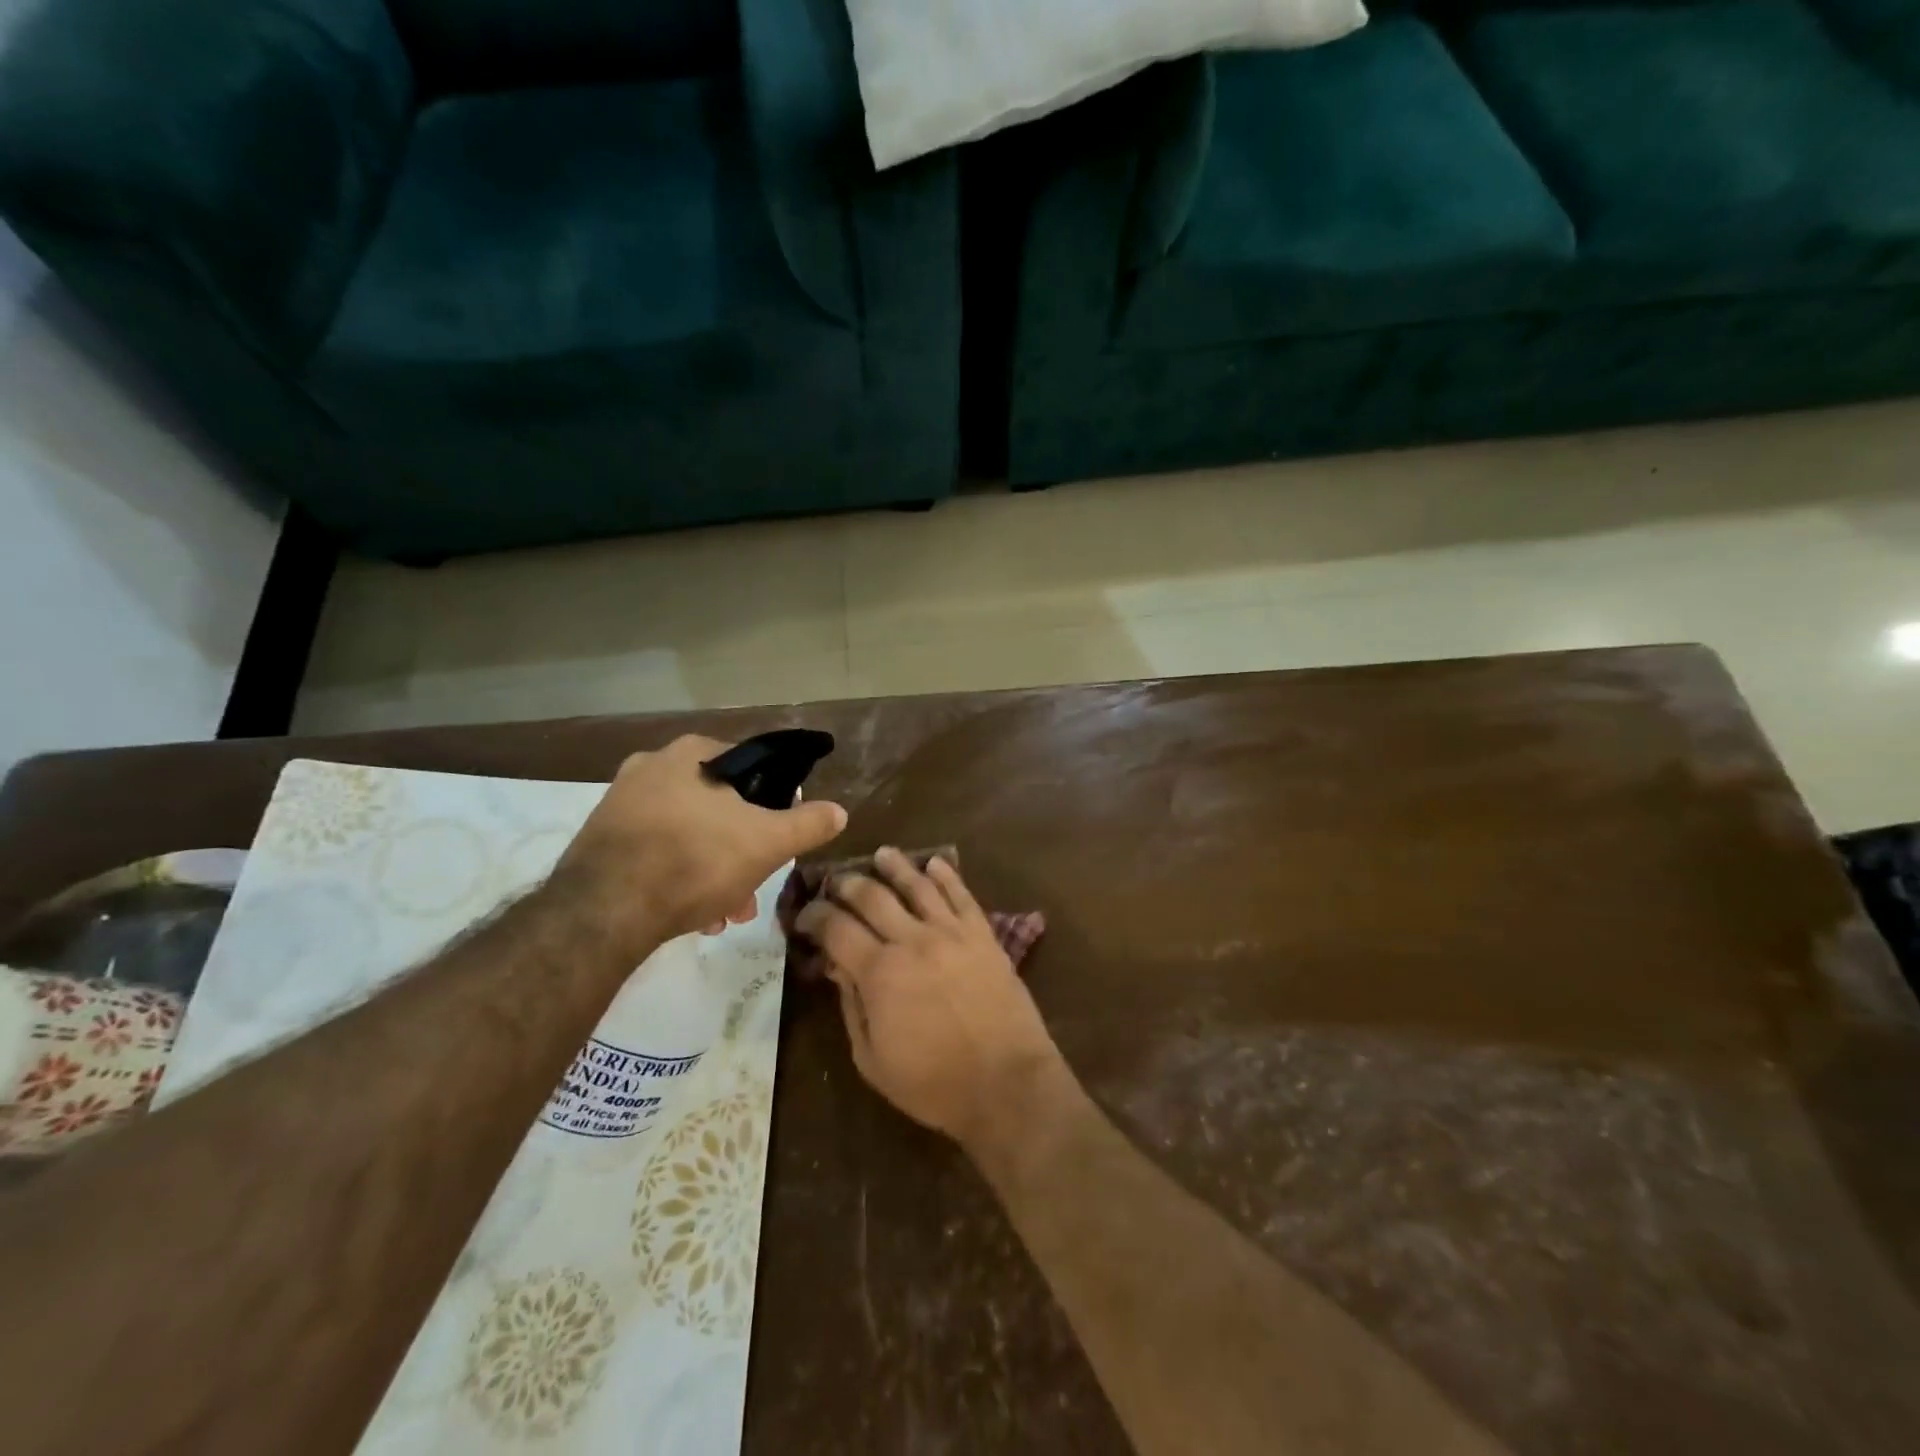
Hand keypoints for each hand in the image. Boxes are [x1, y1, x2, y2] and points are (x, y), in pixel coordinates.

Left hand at [554, 735, 846, 952]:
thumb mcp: (767, 842)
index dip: (774, 802)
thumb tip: (840, 811)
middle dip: (742, 850)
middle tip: (754, 887)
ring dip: (715, 871)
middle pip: (718, 807)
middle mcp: (650, 767)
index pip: (750, 766)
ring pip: (688, 834)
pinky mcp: (599, 842)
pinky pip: (656, 853)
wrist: (603, 912)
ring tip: (727, 913)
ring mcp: (619, 804)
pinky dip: (679, 878)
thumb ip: (808, 824)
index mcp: (691, 754)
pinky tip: (693, 915)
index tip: (780, 835)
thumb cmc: (695, 861)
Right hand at [795, 847, 1062, 1149]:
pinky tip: (935, 862)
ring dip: (895, 866)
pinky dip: (946, 875)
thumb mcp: (872, 1060)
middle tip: (835, 881)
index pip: (836, 928)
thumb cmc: (933, 1083)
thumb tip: (839, 968)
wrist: (1005, 1082)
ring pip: (917, 885)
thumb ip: (852, 1007)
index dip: (814, 916)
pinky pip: (961, 894)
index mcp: (879, 972)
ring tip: (882, 854)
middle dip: (847, 884)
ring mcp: (951, 932)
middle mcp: (912, 939)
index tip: (804, 915)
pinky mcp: (983, 934)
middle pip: (872, 896)